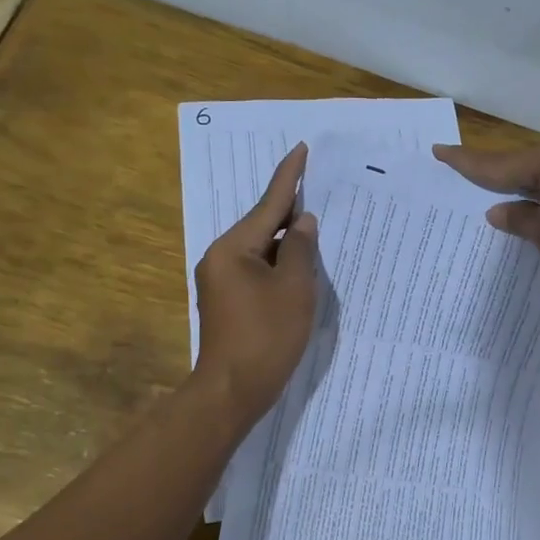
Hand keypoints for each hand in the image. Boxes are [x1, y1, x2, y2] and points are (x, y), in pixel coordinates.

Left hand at [194, 143, 320, 421]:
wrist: (232, 391)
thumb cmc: (266, 336)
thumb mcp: (294, 288)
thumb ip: (302, 249)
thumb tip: (303, 222)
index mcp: (233, 248)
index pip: (268, 204)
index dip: (289, 176)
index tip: (301, 149)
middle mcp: (220, 257)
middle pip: (262, 224)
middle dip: (290, 210)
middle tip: (318, 189)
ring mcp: (221, 280)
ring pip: (261, 249)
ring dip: (287, 241)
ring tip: (316, 227)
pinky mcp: (227, 300)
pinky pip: (257, 269)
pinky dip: (279, 263)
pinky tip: (299, 265)